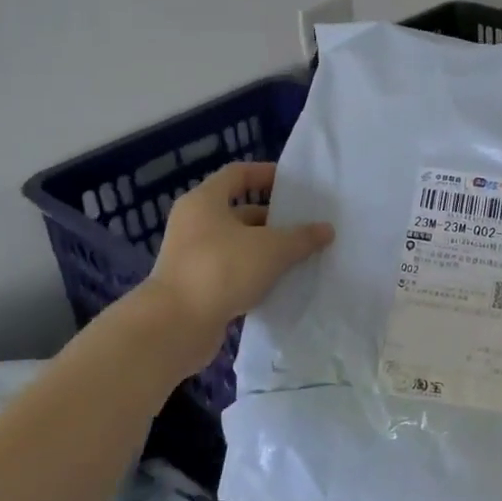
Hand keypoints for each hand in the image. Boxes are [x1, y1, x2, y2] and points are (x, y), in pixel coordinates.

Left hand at [145, 162, 333, 327]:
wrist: (175, 326)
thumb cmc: (222, 269)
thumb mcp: (272, 249)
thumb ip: (302, 237)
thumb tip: (326, 229)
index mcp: (205, 202)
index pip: (238, 174)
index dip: (266, 174)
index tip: (293, 183)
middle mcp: (194, 224)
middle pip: (239, 212)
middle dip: (273, 218)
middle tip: (305, 225)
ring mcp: (192, 257)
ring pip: (237, 244)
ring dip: (266, 249)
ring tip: (300, 256)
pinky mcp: (195, 286)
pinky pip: (231, 271)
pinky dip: (254, 274)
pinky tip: (279, 283)